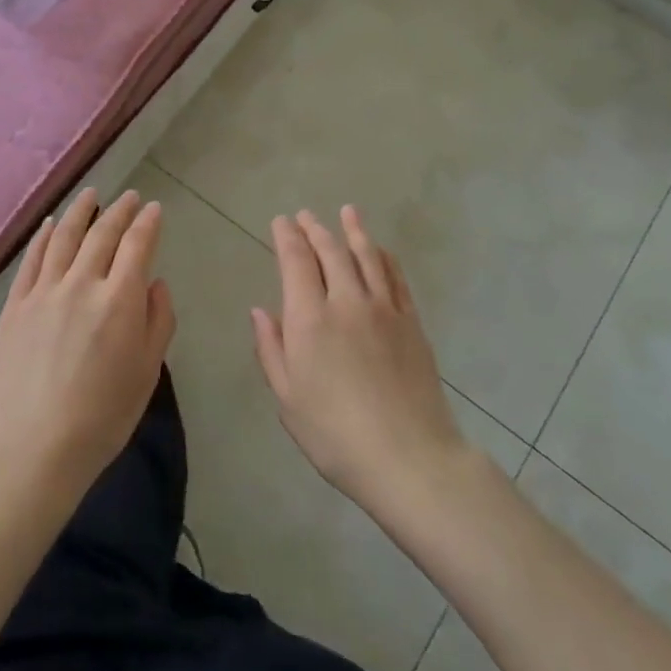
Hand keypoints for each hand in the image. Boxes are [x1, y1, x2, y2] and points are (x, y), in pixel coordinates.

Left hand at [0, 188, 176, 504]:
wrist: (35, 446)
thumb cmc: (103, 415)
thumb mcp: (148, 371)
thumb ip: (158, 320)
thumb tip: (154, 283)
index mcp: (119, 299)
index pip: (137, 245)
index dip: (147, 223)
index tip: (153, 209)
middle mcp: (81, 283)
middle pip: (102, 234)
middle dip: (119, 211)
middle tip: (129, 197)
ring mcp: (43, 291)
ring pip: (64, 237)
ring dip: (81, 212)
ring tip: (91, 194)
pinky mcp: (15, 305)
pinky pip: (31, 259)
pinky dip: (43, 236)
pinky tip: (51, 224)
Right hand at [253, 207, 473, 512]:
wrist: (409, 458)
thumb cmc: (335, 435)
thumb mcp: (288, 399)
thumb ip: (271, 349)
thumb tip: (260, 311)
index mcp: (310, 319)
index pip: (297, 261)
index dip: (288, 237)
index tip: (282, 222)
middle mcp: (346, 302)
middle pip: (331, 252)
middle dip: (315, 229)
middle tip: (306, 216)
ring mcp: (384, 309)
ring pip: (366, 256)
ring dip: (353, 231)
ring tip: (346, 212)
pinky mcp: (411, 322)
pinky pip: (395, 278)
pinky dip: (384, 257)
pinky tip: (380, 250)